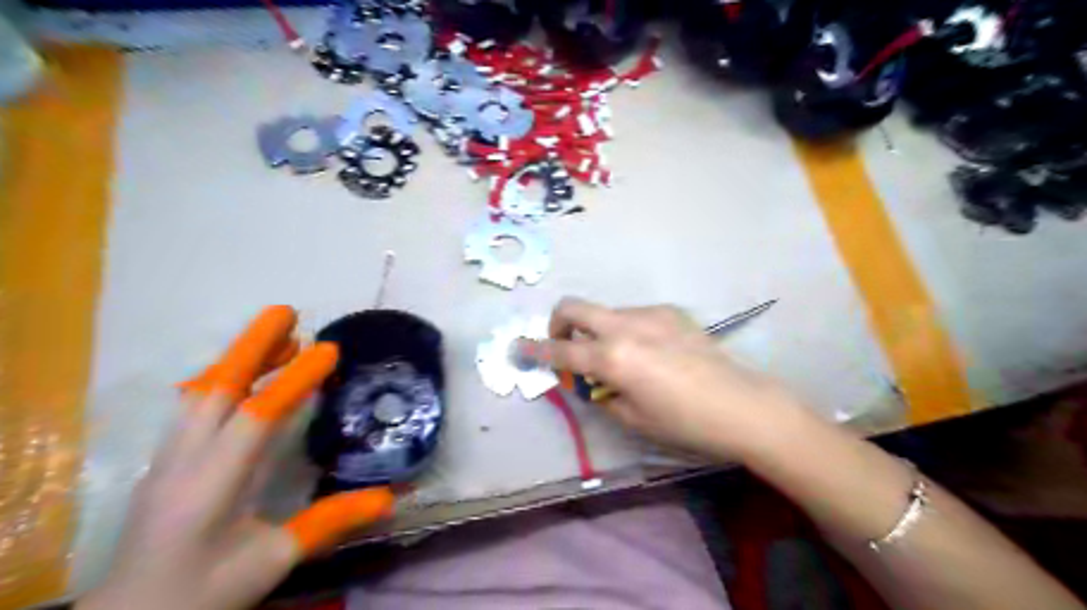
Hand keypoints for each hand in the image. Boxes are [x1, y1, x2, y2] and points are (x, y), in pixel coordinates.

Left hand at [78, 308, 396, 608]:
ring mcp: (169, 459)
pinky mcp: (167, 462)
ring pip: (202, 393)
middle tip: (287, 313)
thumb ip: (328, 523)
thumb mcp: (270, 562)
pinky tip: (244, 377)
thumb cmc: (201, 592)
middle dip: (252, 346)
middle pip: (216, 389)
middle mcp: (184, 461)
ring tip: (280, 340)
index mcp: (211, 486)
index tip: (328, 349)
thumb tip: (389, 496)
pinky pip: (195, 406)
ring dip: (239, 359)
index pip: (257, 418)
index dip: (294, 380)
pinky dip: (223, 379)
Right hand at [541, 299, 800, 458]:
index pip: (561, 350)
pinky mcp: (671, 312)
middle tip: (565, 345)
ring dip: (598, 330)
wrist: (742, 405)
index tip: (518, 347)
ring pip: (606, 312)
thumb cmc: (684, 422)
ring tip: (620, 359)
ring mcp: (651, 314)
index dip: (534, 350)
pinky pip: (634, 316)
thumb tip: (593, 380)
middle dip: (559, 323)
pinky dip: (626, 330)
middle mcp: (626, 326)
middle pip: (575, 307)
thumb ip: (603, 394)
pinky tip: (650, 353)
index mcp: (613, 357)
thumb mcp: (633, 418)